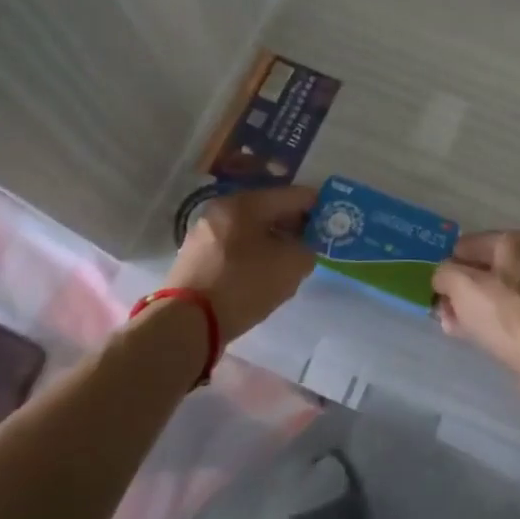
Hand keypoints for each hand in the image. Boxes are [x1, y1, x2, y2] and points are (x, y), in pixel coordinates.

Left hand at [167, 185, 316, 341]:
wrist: (186, 323)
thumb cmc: (243, 284)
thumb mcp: (291, 265)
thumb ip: (307, 249)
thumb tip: (302, 247)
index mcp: (245, 202)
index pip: (292, 195)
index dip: (317, 206)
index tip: (332, 221)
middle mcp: (221, 210)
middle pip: (269, 210)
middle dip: (293, 224)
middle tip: (312, 243)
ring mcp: (204, 233)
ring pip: (250, 230)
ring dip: (272, 241)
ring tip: (288, 262)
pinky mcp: (194, 258)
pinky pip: (234, 247)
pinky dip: (252, 255)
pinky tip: (262, 275)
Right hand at [432, 230, 519, 379]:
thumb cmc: (507, 314)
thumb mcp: (463, 286)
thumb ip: (444, 273)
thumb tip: (444, 277)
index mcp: (515, 241)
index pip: (467, 245)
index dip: (447, 265)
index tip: (434, 290)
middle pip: (481, 270)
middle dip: (458, 290)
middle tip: (441, 312)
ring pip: (493, 295)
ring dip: (470, 308)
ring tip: (452, 328)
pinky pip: (508, 315)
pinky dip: (489, 323)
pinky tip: (475, 338)